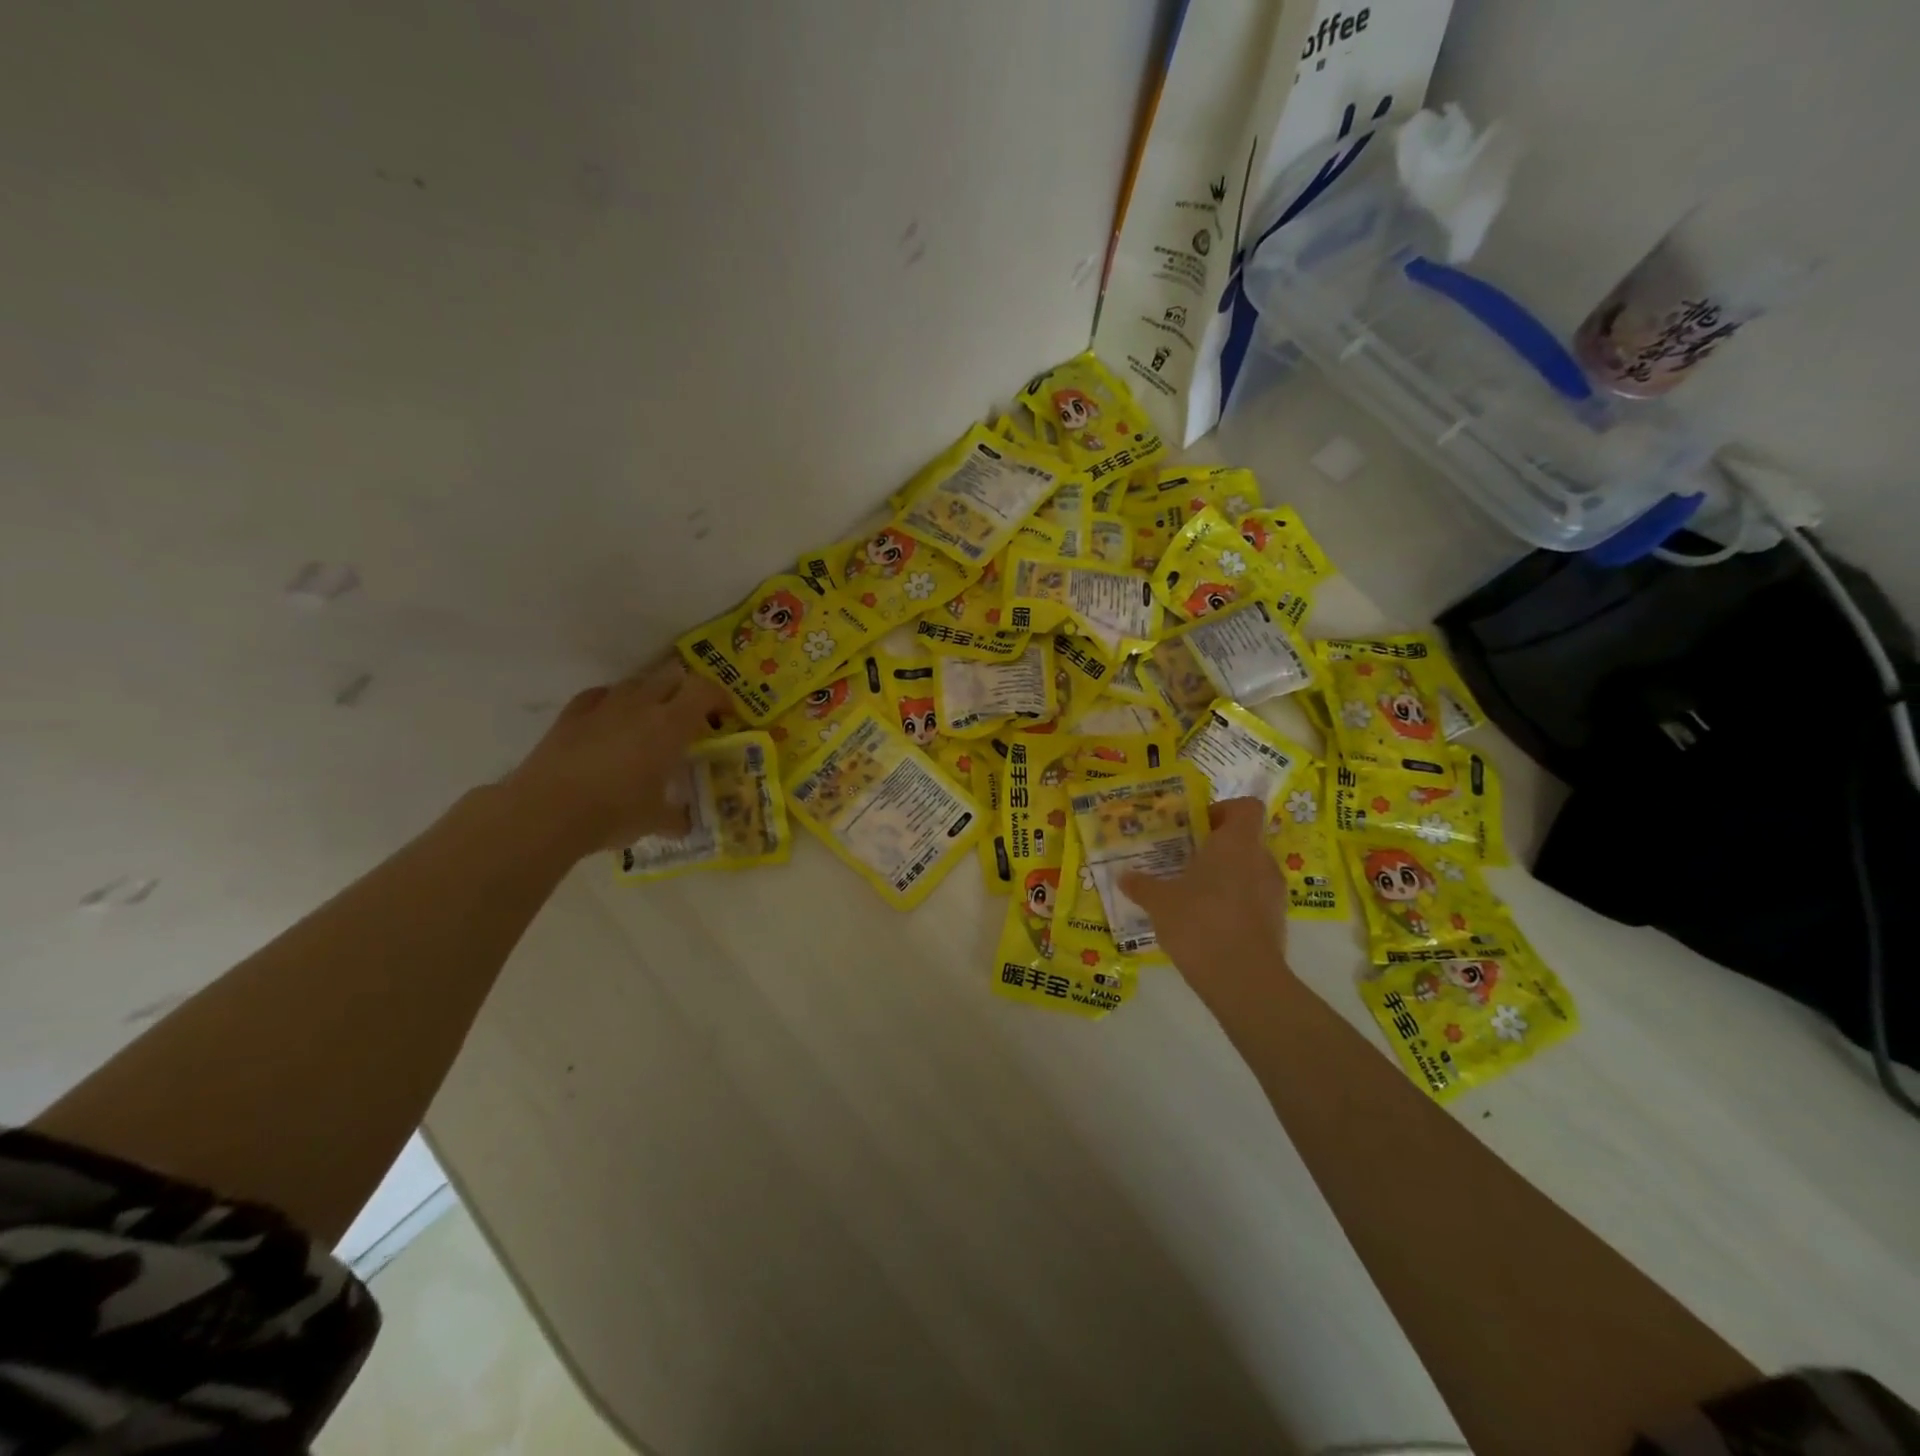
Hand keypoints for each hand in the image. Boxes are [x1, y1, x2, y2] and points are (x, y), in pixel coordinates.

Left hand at [498, 660, 728, 858]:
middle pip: (672, 677)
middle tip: (692, 717)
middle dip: (687, 691)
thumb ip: (675, 817)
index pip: (704, 691)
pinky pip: (600, 695)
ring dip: (651, 694)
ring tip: (652, 719)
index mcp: (670, 725)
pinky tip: (611, 721)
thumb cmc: (614, 812)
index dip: (719, 698)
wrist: (547, 811)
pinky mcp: (571, 714)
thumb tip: (684, 824)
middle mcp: (640, 706)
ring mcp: (603, 706)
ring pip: (636, 683)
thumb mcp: (655, 820)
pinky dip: (613, 702)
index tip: (725, 716)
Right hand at [1120, 798, 1292, 1012]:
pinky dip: (1234, 905)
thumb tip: (1123, 876)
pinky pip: (1253, 901)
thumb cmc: (1199, 922)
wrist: (1243, 979)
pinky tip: (1206, 924)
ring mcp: (1274, 894)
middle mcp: (1261, 861)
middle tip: (1185, 861)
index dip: (1223, 810)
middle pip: (1244, 840)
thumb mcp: (1159, 902)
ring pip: (1249, 872)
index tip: (1197, 826)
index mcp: (1236, 843)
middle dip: (1216, 848)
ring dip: (1225, 878)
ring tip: (1192, 895)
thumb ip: (1142, 885)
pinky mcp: (1276, 924)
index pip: (1245, 807)